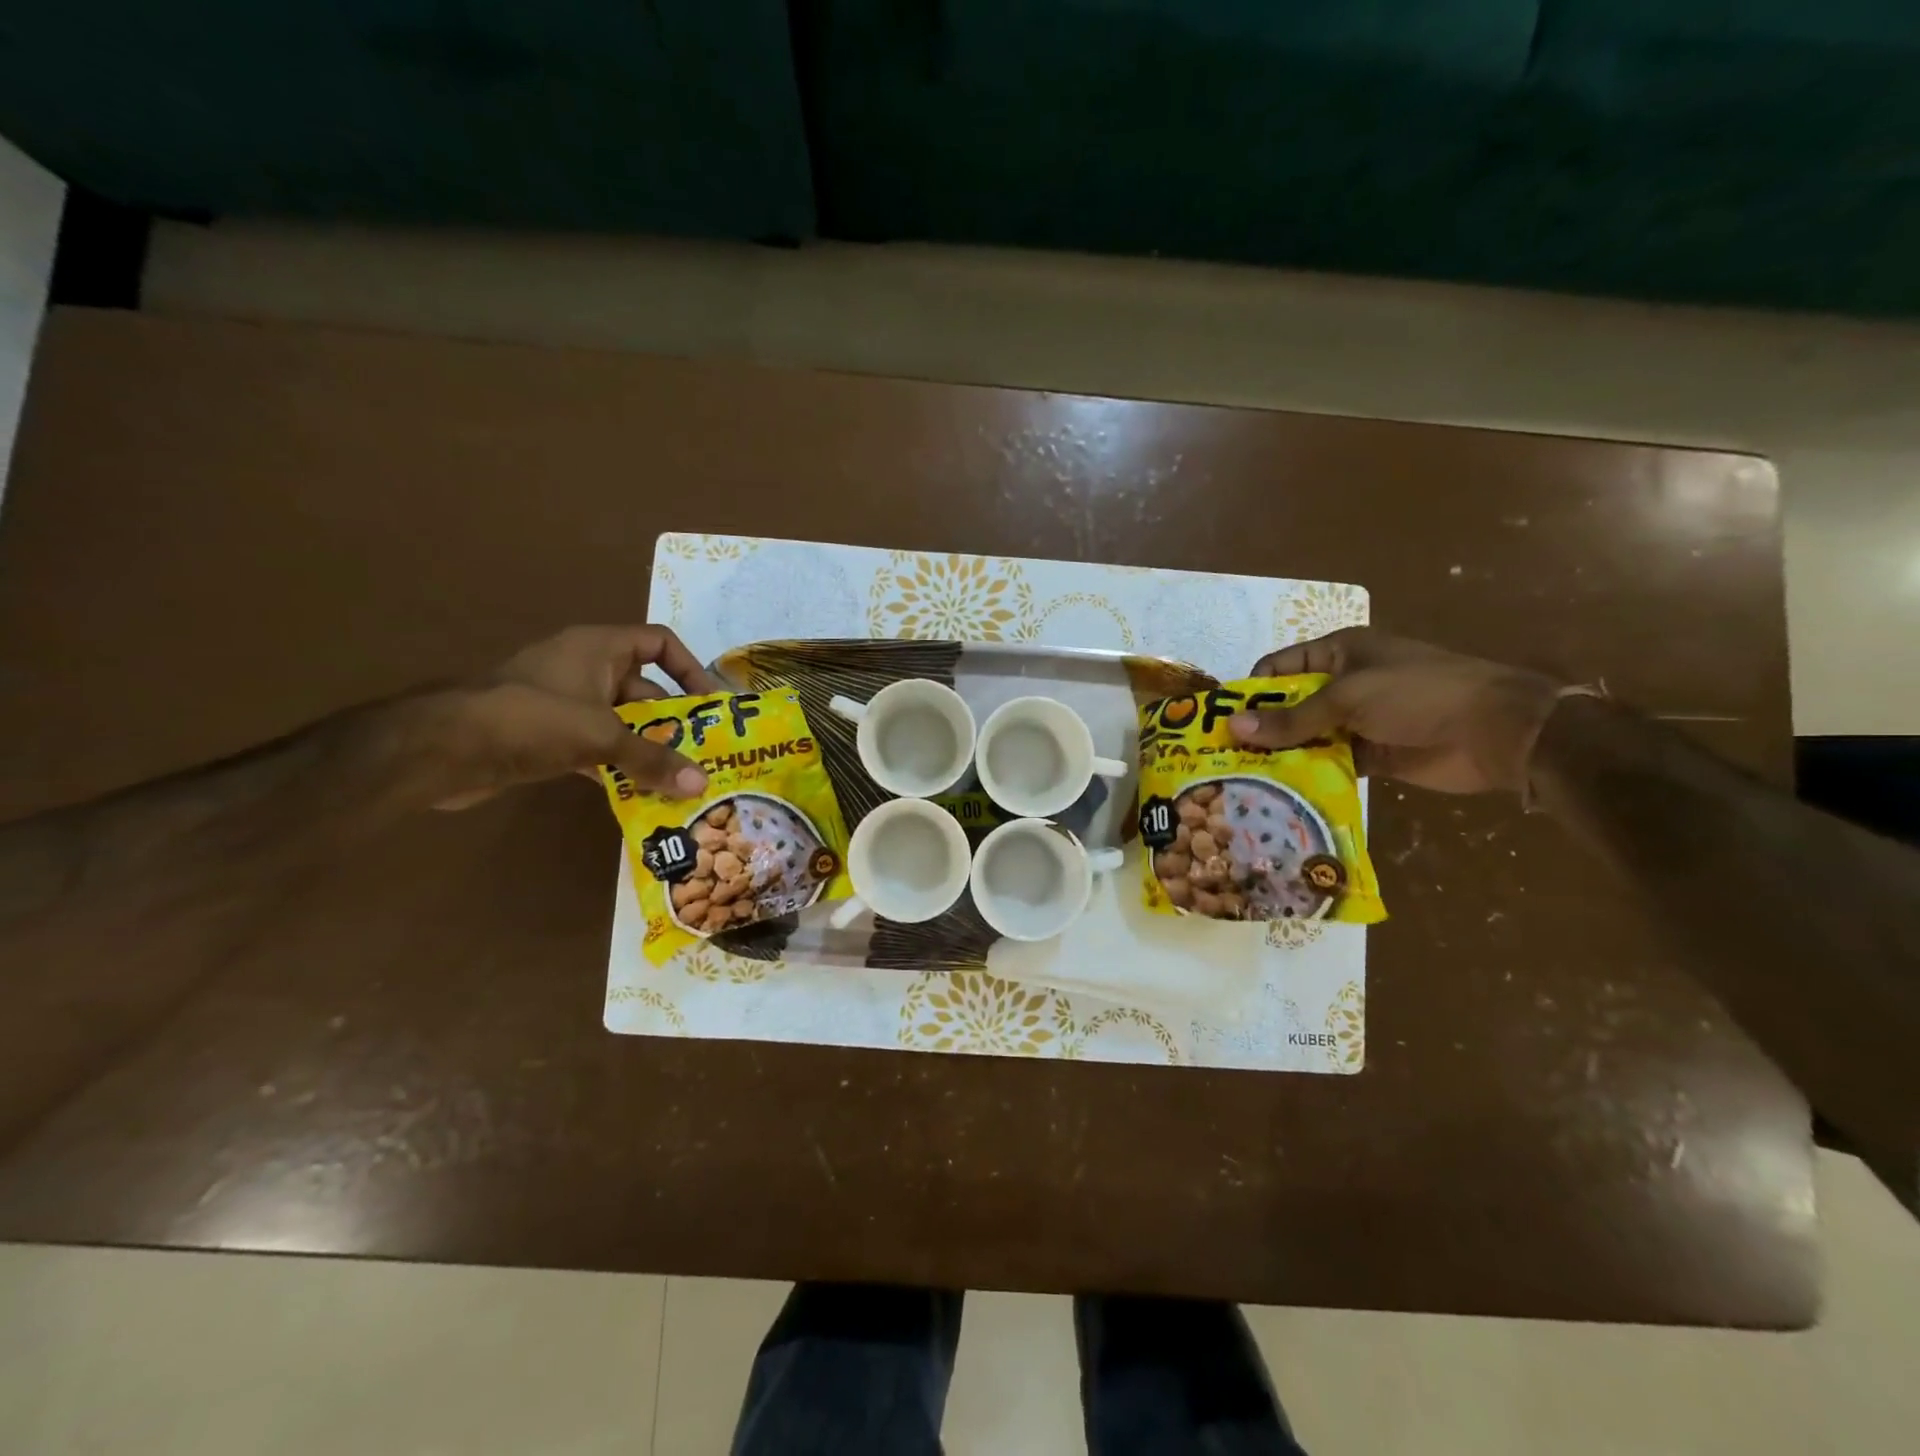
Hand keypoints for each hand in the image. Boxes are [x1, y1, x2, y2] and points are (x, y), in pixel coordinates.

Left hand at [433, 625, 722, 810]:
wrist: (441, 750)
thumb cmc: (531, 720)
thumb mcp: (601, 736)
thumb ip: (653, 760)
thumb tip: (702, 786)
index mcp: (598, 648)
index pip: (658, 642)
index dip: (689, 667)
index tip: (710, 704)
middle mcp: (584, 669)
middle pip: (645, 689)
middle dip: (674, 722)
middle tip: (704, 753)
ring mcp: (565, 704)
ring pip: (622, 723)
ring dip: (647, 749)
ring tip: (680, 779)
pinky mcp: (548, 737)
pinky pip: (597, 748)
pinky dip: (618, 767)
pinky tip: (639, 795)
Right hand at [1228, 628, 1562, 794]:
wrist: (1497, 732)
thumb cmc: (1418, 694)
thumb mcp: (1348, 698)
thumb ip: (1291, 718)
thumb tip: (1233, 727)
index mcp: (1339, 654)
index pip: (1280, 667)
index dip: (1251, 691)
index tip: (1221, 721)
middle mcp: (1344, 685)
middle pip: (1289, 705)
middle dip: (1261, 729)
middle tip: (1225, 758)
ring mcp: (1358, 721)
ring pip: (1307, 737)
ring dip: (1283, 756)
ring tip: (1246, 780)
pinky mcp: (1372, 755)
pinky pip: (1330, 763)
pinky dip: (1310, 776)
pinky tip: (1283, 793)